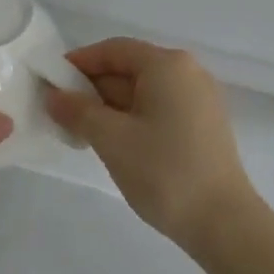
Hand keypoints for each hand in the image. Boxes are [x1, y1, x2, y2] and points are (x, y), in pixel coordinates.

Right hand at [44, 38, 256, 255]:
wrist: (223, 222)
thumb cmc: (164, 171)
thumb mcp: (111, 139)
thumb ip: (78, 111)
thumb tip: (53, 96)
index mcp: (167, 65)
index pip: (113, 50)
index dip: (79, 63)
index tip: (50, 84)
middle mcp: (188, 72)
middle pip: (129, 68)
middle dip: (93, 88)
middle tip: (61, 114)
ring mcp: (199, 100)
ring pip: (143, 91)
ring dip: (110, 107)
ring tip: (81, 132)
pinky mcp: (203, 125)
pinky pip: (159, 109)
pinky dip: (133, 119)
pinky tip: (114, 143)